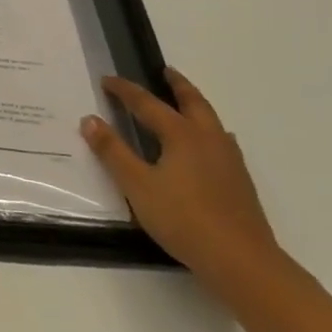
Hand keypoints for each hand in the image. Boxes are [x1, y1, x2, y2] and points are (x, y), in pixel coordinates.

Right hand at [81, 68, 280, 292]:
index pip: (147, 103)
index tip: (107, 80)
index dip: (125, 90)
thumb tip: (90, 119)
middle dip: (176, 85)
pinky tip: (206, 148)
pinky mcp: (239, 180)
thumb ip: (113, 152)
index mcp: (181, 134)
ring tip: (185, 103)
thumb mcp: (137, 186)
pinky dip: (208, 131)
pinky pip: (220, 141)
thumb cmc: (183, 219)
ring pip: (210, 119)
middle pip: (192, 101)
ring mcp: (229, 159)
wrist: (241, 260)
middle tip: (164, 71)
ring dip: (195, 105)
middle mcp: (208, 138)